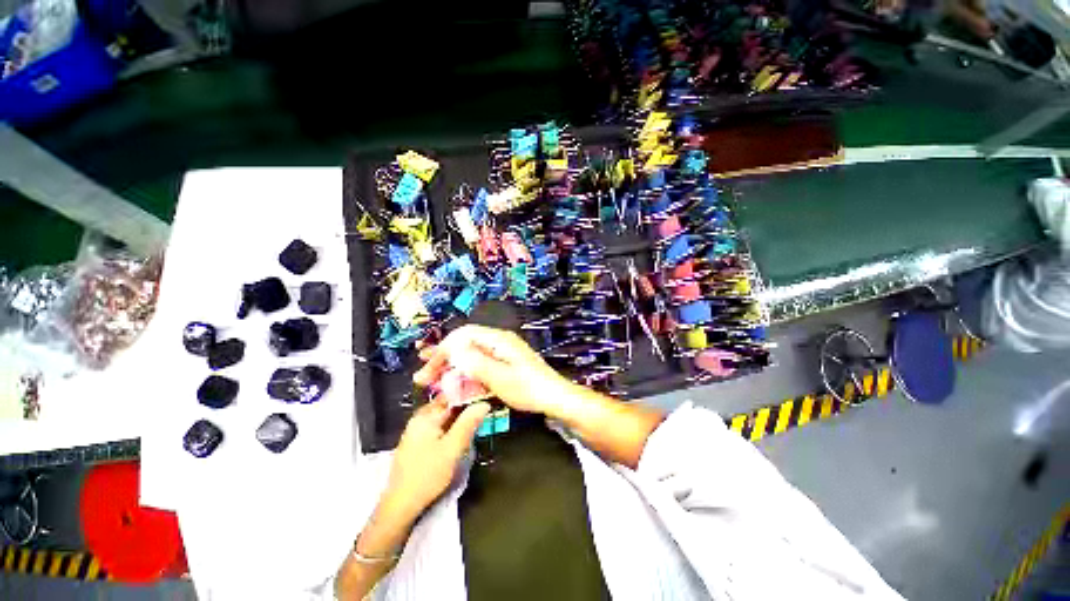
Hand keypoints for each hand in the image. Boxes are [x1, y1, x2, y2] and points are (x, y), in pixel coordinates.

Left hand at [380, 400, 489, 521]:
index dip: (470, 394)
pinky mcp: (418, 442)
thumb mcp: (452, 448)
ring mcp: (417, 430)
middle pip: (448, 404)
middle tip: (484, 410)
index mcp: (426, 415)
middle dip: (466, 406)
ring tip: (477, 420)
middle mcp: (419, 418)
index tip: (486, 396)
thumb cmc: (427, 475)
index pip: (451, 395)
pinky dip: (452, 427)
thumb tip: (484, 403)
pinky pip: (439, 426)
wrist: (401, 505)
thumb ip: (468, 423)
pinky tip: (461, 434)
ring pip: (444, 416)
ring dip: (460, 417)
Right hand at [413, 325, 575, 417]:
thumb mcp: (500, 377)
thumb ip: (476, 362)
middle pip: (465, 344)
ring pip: (471, 355)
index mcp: (498, 340)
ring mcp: (502, 353)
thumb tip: (453, 350)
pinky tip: (455, 383)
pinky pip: (480, 365)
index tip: (428, 366)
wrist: (554, 397)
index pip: (463, 335)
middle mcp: (498, 342)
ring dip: (452, 366)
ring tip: (432, 377)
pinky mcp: (504, 364)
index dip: (443, 349)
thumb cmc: (528, 388)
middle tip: (423, 373)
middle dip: (443, 357)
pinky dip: (466, 373)